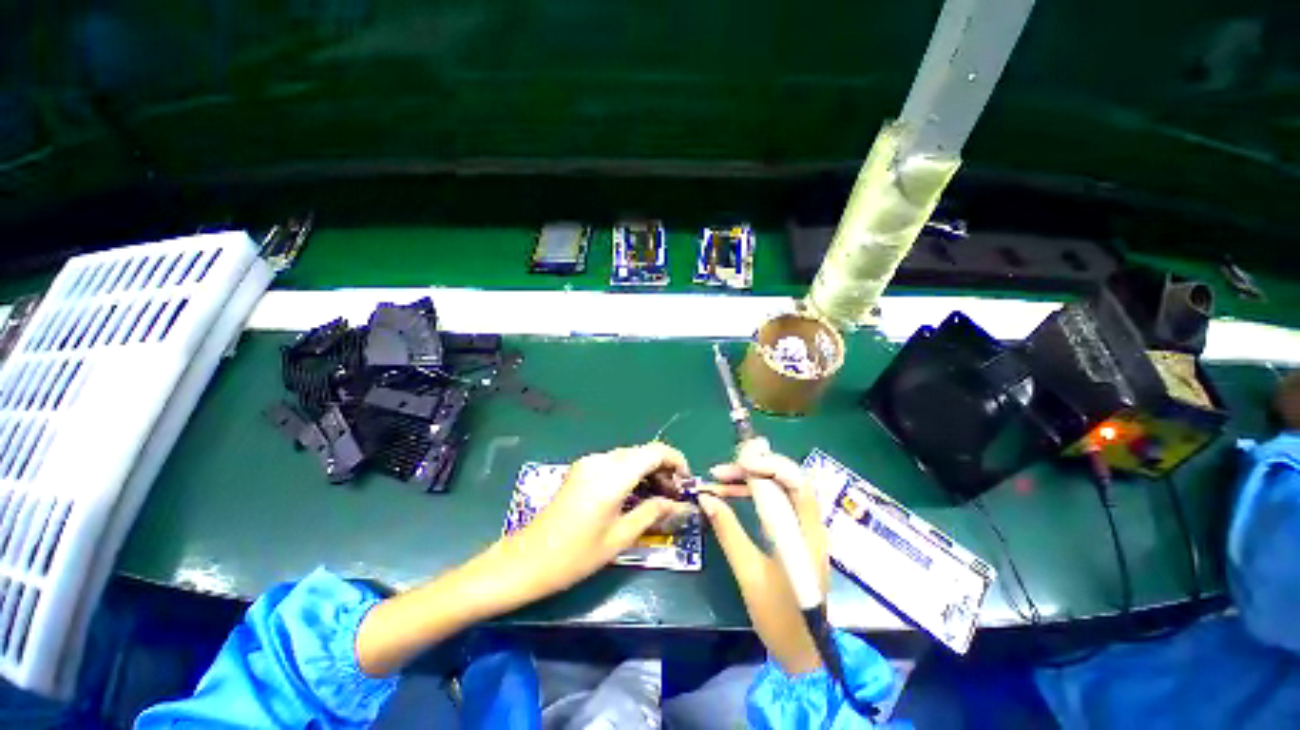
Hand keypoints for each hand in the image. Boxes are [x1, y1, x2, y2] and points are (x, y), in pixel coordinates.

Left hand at [356, 442, 693, 676]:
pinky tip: (635, 495)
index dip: (676, 461)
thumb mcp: (619, 538)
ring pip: (629, 457)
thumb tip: (679, 504)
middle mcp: (601, 460)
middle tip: (675, 496)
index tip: (687, 482)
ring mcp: (588, 463)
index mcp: (613, 474)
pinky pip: (615, 464)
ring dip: (648, 472)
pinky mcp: (581, 470)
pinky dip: (631, 474)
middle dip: (664, 469)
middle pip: (643, 452)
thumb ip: (652, 513)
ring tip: (659, 498)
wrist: (524, 561)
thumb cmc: (574, 556)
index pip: (655, 451)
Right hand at [699, 441, 828, 673]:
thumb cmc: (780, 618)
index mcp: (806, 533)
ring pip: (777, 489)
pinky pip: (774, 503)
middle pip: (785, 479)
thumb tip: (705, 498)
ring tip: (717, 480)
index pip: (795, 481)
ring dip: (749, 480)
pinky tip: (729, 495)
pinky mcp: (794, 535)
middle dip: (753, 467)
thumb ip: (728, 532)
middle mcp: (810, 524)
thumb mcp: (749, 573)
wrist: (804, 653)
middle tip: (720, 470)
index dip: (768, 463)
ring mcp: (803, 529)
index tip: (737, 460)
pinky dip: (752, 495)